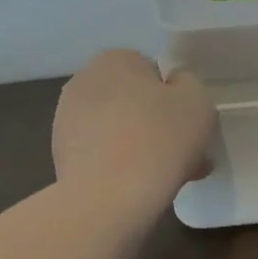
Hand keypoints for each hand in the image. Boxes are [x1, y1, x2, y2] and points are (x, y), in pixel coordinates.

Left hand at [52, 51, 215, 211]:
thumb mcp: (197, 101)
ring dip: (140, 147)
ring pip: (118, 130)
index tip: (188, 125)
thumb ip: (188, 84)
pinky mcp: (60, 155)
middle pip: (133, 102)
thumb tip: (173, 87)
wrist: (109, 198)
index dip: (174, 98)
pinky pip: (102, 154)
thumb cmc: (160, 139)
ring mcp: (67, 120)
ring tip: (167, 178)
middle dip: (157, 125)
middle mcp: (84, 81)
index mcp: (115, 60)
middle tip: (183, 155)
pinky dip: (120, 166)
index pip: (152, 72)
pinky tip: (140, 189)